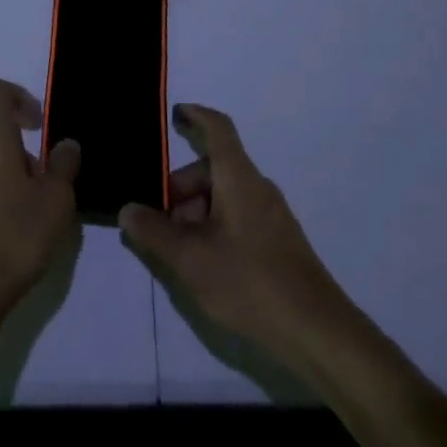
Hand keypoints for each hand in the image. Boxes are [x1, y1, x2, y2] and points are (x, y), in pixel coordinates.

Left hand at [0, 80, 80, 319]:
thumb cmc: (14, 237)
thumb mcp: (56, 201)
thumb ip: (63, 166)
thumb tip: (65, 144)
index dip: (18, 96)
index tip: (38, 124)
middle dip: (21, 148)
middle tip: (44, 183)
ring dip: (8, 176)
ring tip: (30, 215)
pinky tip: (8, 236)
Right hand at [119, 103, 352, 363]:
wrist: (317, 332)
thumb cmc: (249, 282)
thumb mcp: (189, 259)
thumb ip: (153, 232)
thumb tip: (129, 210)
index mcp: (238, 178)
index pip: (218, 129)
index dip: (196, 116)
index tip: (175, 114)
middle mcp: (257, 188)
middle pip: (212, 169)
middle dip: (180, 188)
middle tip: (157, 222)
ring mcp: (271, 216)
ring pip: (223, 197)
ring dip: (195, 213)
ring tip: (177, 252)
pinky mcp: (277, 243)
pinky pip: (237, 218)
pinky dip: (213, 228)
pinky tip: (203, 266)